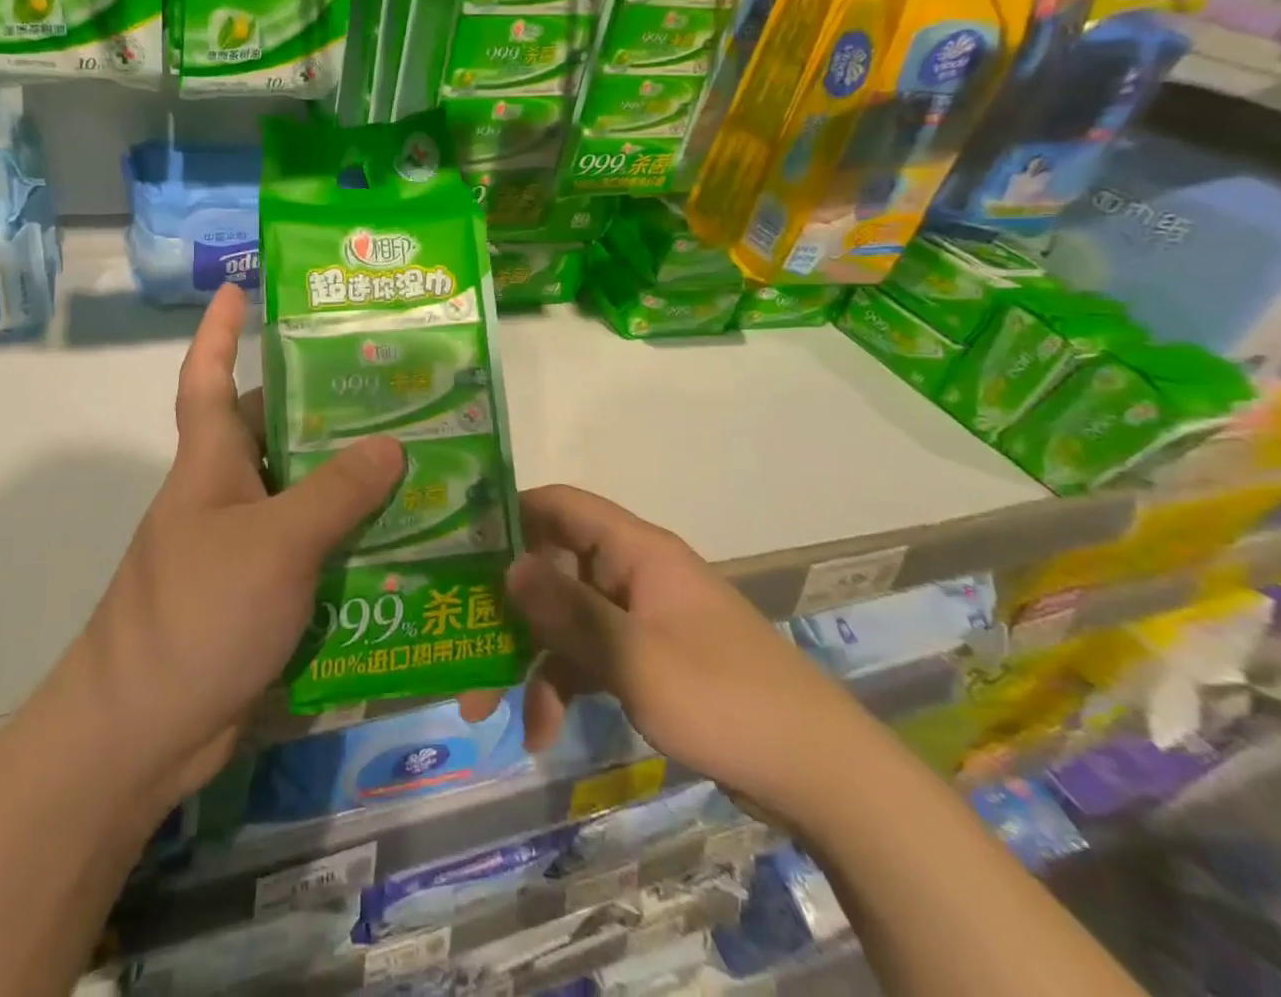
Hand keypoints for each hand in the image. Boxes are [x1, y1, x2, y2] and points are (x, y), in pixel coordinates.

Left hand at [63, 283, 404, 804]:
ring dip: (349, 483)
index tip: (238, 288)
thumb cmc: (197, 614)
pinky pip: (311, 551)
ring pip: (301, 494)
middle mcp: (224, 494)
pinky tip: (402, 543)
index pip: (206, 377)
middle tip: (394, 390)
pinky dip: (348, 543)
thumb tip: (392, 444)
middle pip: (275, 432)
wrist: (140, 733)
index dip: (218, 331)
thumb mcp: (274, 543)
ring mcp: (241, 547)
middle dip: (324, 408)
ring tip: (418, 462)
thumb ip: (335, 493)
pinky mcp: (258, 595)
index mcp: (210, 462)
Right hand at [471, 483, 891, 826]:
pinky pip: (591, 656)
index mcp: (634, 551)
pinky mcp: (648, 657)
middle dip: (507, 606)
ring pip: (567, 618)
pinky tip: (541, 731)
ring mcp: (641, 616)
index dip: (510, 514)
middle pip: (554, 568)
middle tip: (458, 638)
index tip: (459, 542)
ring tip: (484, 706)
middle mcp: (633, 572)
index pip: (560, 506)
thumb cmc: (724, 699)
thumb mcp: (634, 659)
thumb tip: (507, 567)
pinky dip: (564, 685)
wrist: (821, 775)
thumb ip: (568, 612)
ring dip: (529, 656)